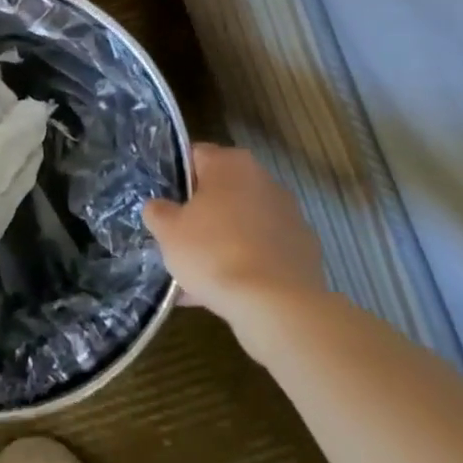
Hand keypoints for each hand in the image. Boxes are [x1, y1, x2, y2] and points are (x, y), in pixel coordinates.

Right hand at [144, 144, 327, 344]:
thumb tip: (160, 207)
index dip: (175, 179)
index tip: (165, 206)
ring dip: (223, 241)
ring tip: (199, 276)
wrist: (277, 306)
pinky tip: (225, 292)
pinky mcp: (305, 250)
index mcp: (230, 164)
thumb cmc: (213, 252)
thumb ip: (157, 211)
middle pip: (221, 192)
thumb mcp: (167, 230)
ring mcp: (290, 215)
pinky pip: (263, 250)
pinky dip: (247, 264)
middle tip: (179, 240)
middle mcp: (264, 180)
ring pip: (243, 224)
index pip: (195, 157)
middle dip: (201, 213)